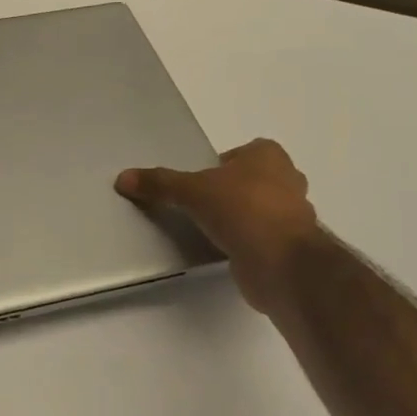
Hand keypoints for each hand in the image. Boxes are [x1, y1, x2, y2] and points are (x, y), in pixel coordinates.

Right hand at [116, 139, 320, 313]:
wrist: (280, 263)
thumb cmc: (242, 210)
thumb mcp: (191, 191)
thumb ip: (159, 183)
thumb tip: (122, 178)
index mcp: (269, 156)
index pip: (241, 152)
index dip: (220, 165)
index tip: (198, 181)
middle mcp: (287, 180)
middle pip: (251, 180)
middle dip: (230, 190)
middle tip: (199, 203)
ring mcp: (293, 215)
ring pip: (259, 209)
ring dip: (239, 217)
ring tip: (208, 227)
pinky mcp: (289, 246)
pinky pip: (261, 236)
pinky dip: (245, 241)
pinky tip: (222, 248)